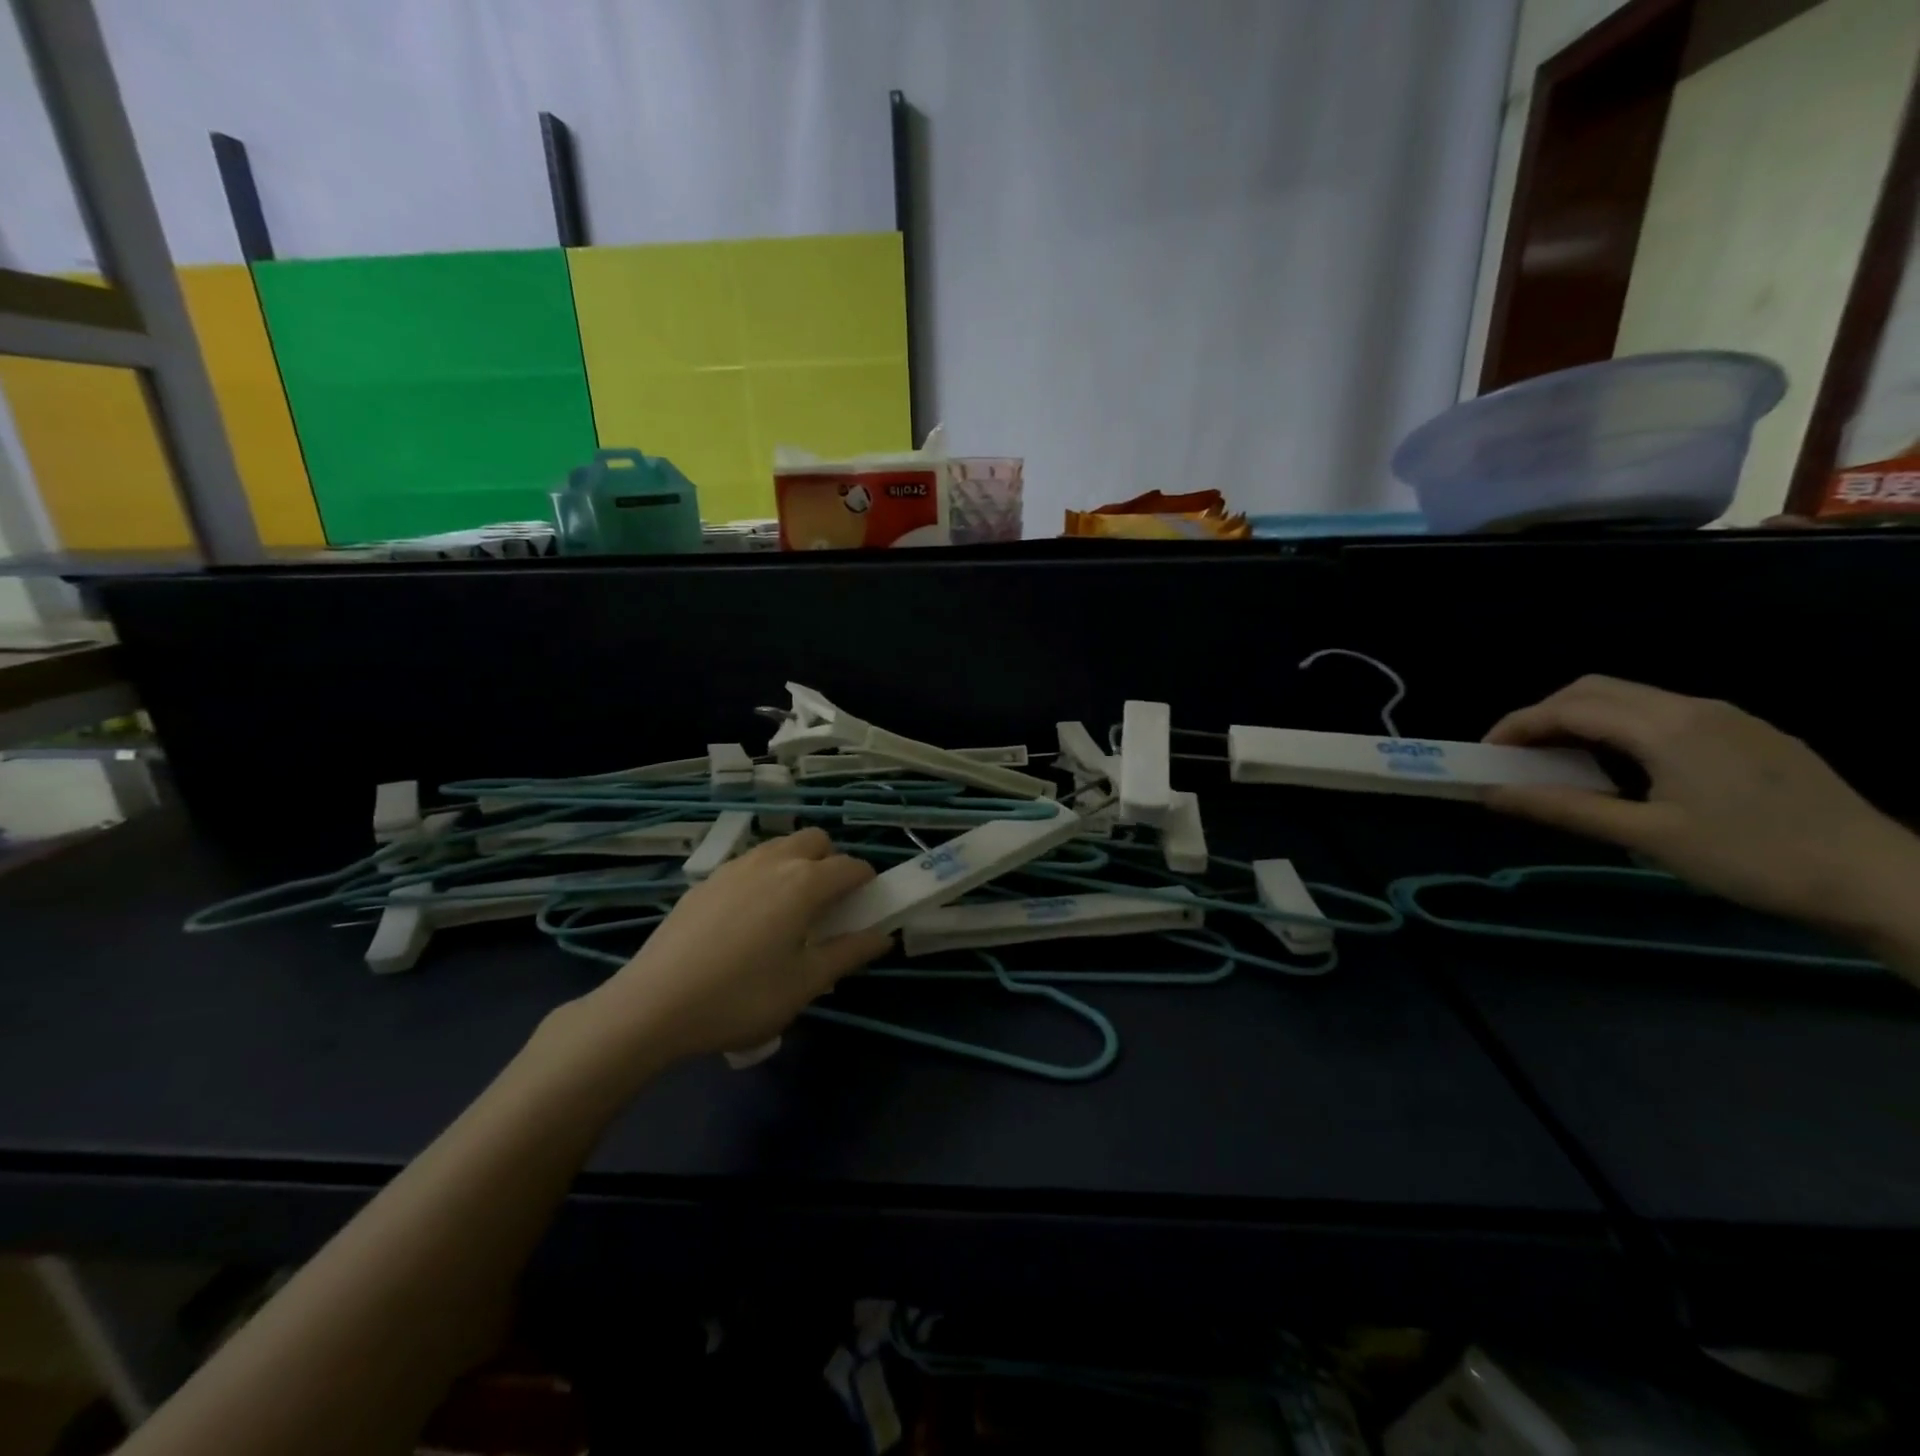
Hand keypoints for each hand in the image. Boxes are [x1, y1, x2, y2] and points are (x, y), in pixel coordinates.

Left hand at [579, 828, 891, 1063]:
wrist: (652, 1006)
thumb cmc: (741, 997)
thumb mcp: (805, 984)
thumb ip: (849, 953)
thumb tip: (883, 936)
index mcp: (804, 882)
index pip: (851, 866)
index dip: (867, 884)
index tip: (866, 908)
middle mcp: (772, 861)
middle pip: (815, 840)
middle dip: (831, 863)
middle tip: (826, 907)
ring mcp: (733, 867)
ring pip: (779, 847)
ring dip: (796, 865)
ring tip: (787, 913)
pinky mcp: (704, 881)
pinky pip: (748, 864)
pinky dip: (763, 877)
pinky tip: (746, 921)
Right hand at [1483, 675, 1919, 938]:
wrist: (1878, 878)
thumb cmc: (1751, 858)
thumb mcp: (1648, 837)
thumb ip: (1565, 808)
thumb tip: (1492, 794)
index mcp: (1666, 727)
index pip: (1568, 708)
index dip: (1517, 725)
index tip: (1484, 755)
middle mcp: (1693, 707)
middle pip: (1595, 689)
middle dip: (1544, 714)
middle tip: (1518, 755)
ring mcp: (1727, 717)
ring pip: (1632, 698)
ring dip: (1583, 720)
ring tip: (1562, 763)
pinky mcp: (1750, 734)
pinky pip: (1665, 713)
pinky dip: (1621, 728)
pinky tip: (1624, 768)